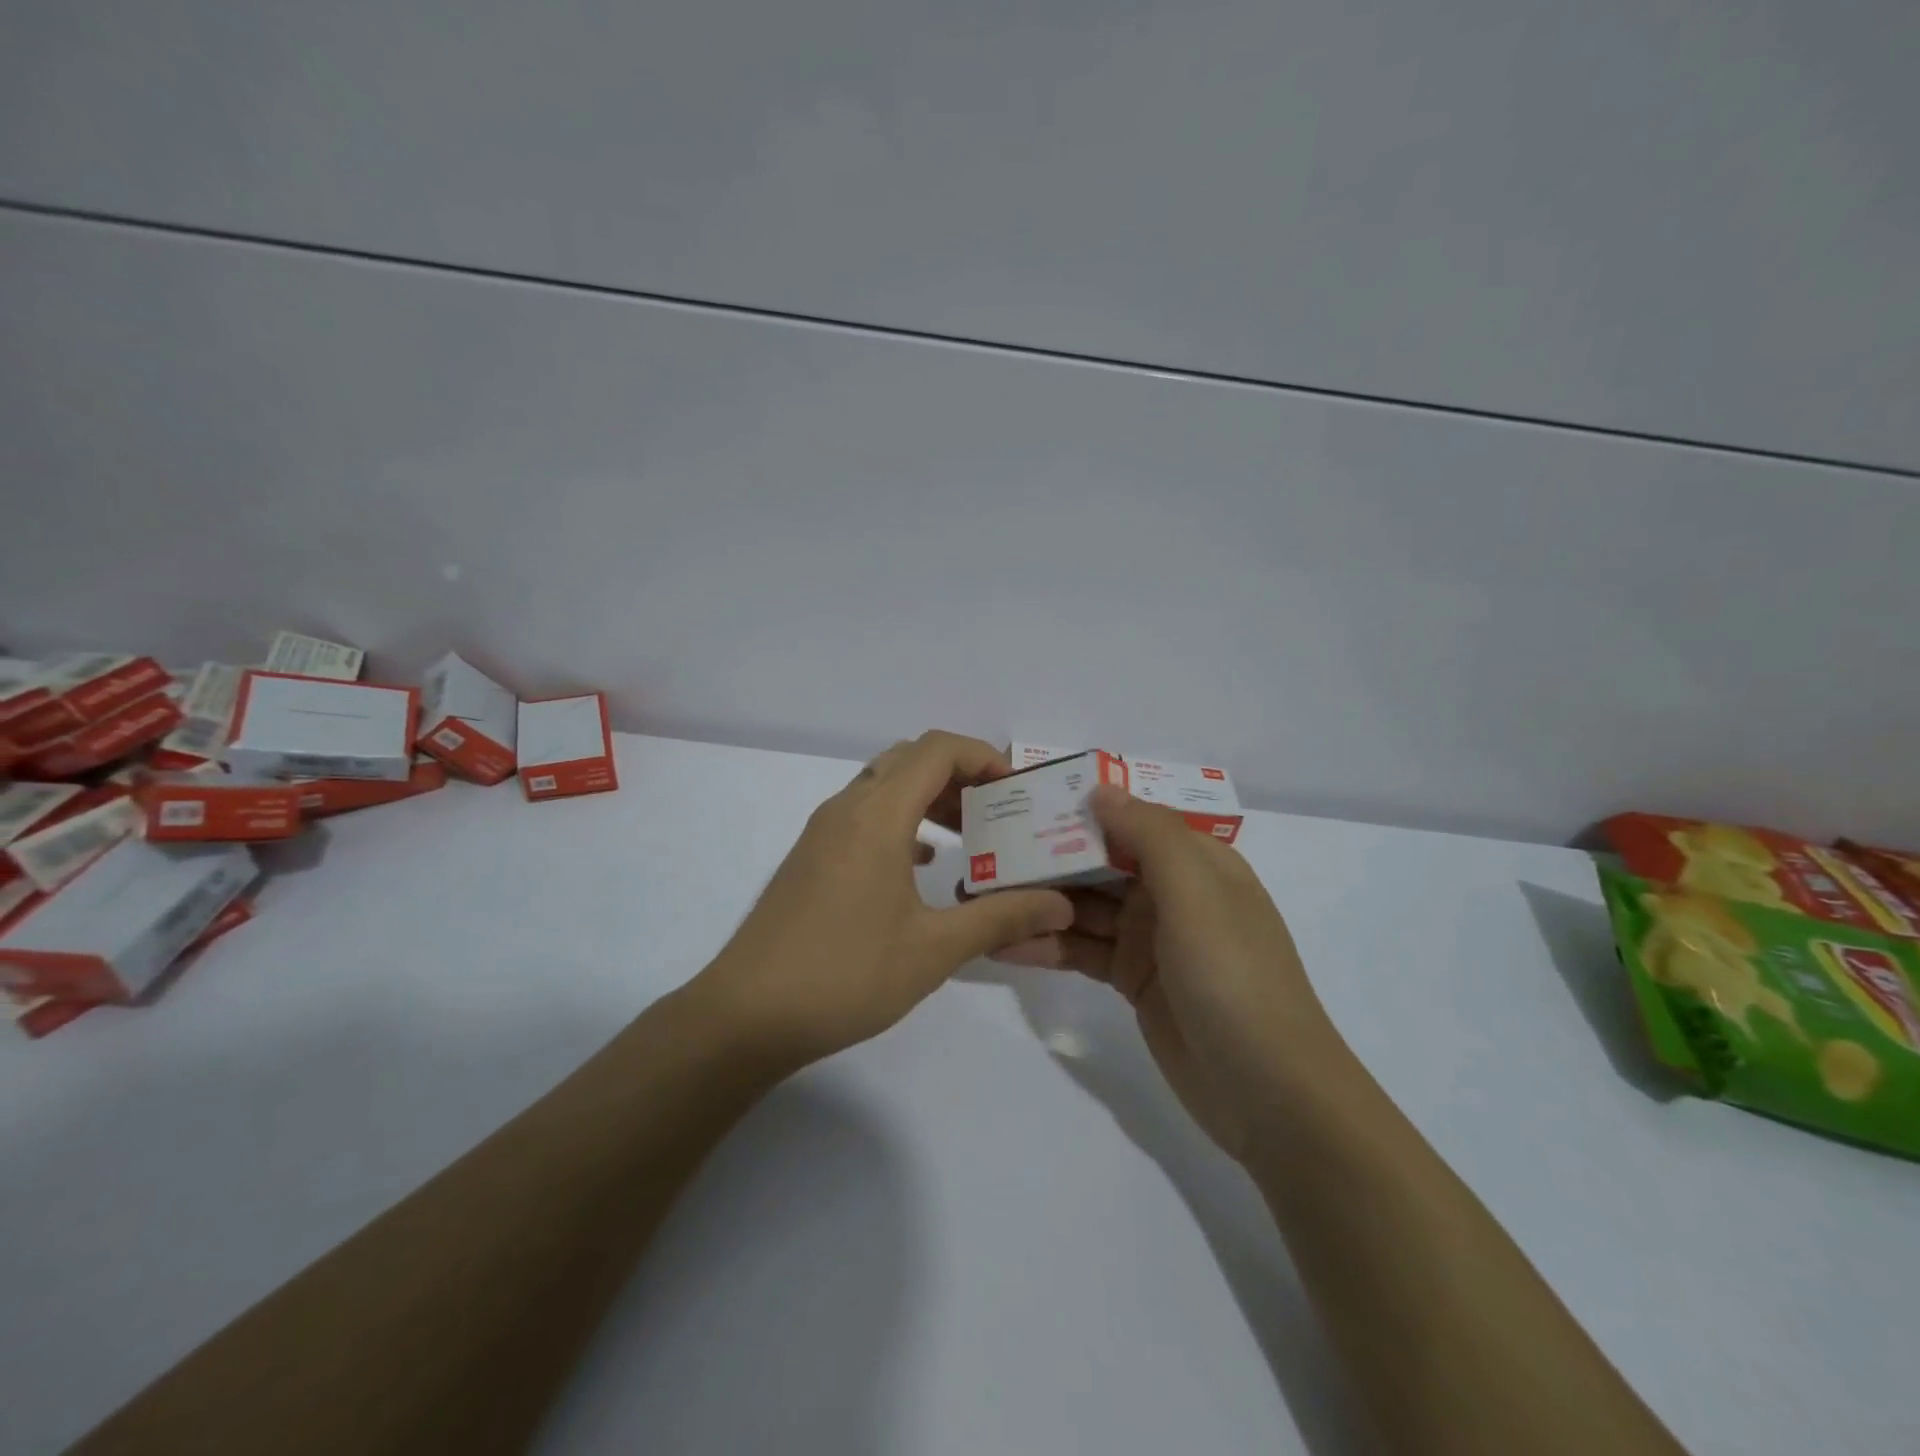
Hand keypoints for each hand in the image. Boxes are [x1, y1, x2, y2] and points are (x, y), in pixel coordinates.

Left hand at [692, 731, 1075, 1070]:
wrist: (746, 1015)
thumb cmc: (845, 975)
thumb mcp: (934, 950)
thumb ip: (1001, 918)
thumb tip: (1059, 905)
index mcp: (877, 816)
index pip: (935, 750)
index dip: (981, 756)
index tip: (1014, 789)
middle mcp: (846, 809)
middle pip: (909, 759)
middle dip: (958, 774)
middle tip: (995, 811)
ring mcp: (822, 832)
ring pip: (883, 785)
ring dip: (927, 797)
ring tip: (967, 836)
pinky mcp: (810, 857)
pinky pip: (863, 815)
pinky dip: (900, 822)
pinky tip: (922, 865)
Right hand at [995, 784, 1342, 1161]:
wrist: (1271, 1094)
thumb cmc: (1234, 977)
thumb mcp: (1197, 895)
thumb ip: (1148, 836)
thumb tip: (1100, 790)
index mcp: (1195, 862)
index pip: (1129, 819)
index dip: (1080, 807)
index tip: (1024, 799)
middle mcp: (1171, 892)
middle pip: (1099, 862)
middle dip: (1047, 855)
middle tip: (985, 850)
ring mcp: (1150, 938)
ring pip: (1084, 907)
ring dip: (1038, 901)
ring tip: (979, 896)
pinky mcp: (1132, 980)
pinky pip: (1082, 950)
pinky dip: (1047, 945)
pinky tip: (1003, 945)